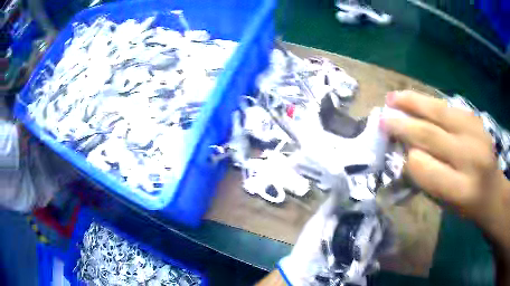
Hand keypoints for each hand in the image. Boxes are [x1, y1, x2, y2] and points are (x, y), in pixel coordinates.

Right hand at [382, 90, 509, 252]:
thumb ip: (427, 178)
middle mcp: (470, 158)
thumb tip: (406, 151)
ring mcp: (476, 133)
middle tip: (384, 117)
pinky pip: (449, 107)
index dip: (407, 158)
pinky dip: (430, 103)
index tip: (395, 151)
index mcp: (461, 189)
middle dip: (404, 125)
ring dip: (414, 103)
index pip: (424, 167)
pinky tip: (417, 99)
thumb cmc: (466, 204)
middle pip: (431, 135)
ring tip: (394, 97)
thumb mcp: (445, 202)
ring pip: (440, 112)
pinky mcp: (476, 119)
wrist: (492, 190)